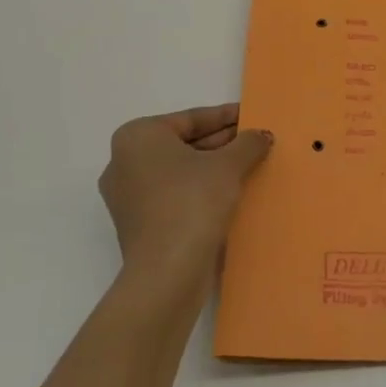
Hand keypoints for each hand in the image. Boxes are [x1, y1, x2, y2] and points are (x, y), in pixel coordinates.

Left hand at [99, 104, 272, 284]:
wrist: (168, 270)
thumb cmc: (193, 202)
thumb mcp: (229, 165)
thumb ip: (247, 143)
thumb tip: (261, 135)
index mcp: (138, 137)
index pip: (190, 118)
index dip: (226, 116)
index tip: (251, 116)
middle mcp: (124, 161)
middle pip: (183, 144)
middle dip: (221, 143)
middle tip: (255, 142)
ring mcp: (127, 196)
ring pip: (179, 171)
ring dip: (213, 168)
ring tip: (249, 167)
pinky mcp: (138, 224)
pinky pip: (174, 195)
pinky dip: (200, 191)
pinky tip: (231, 194)